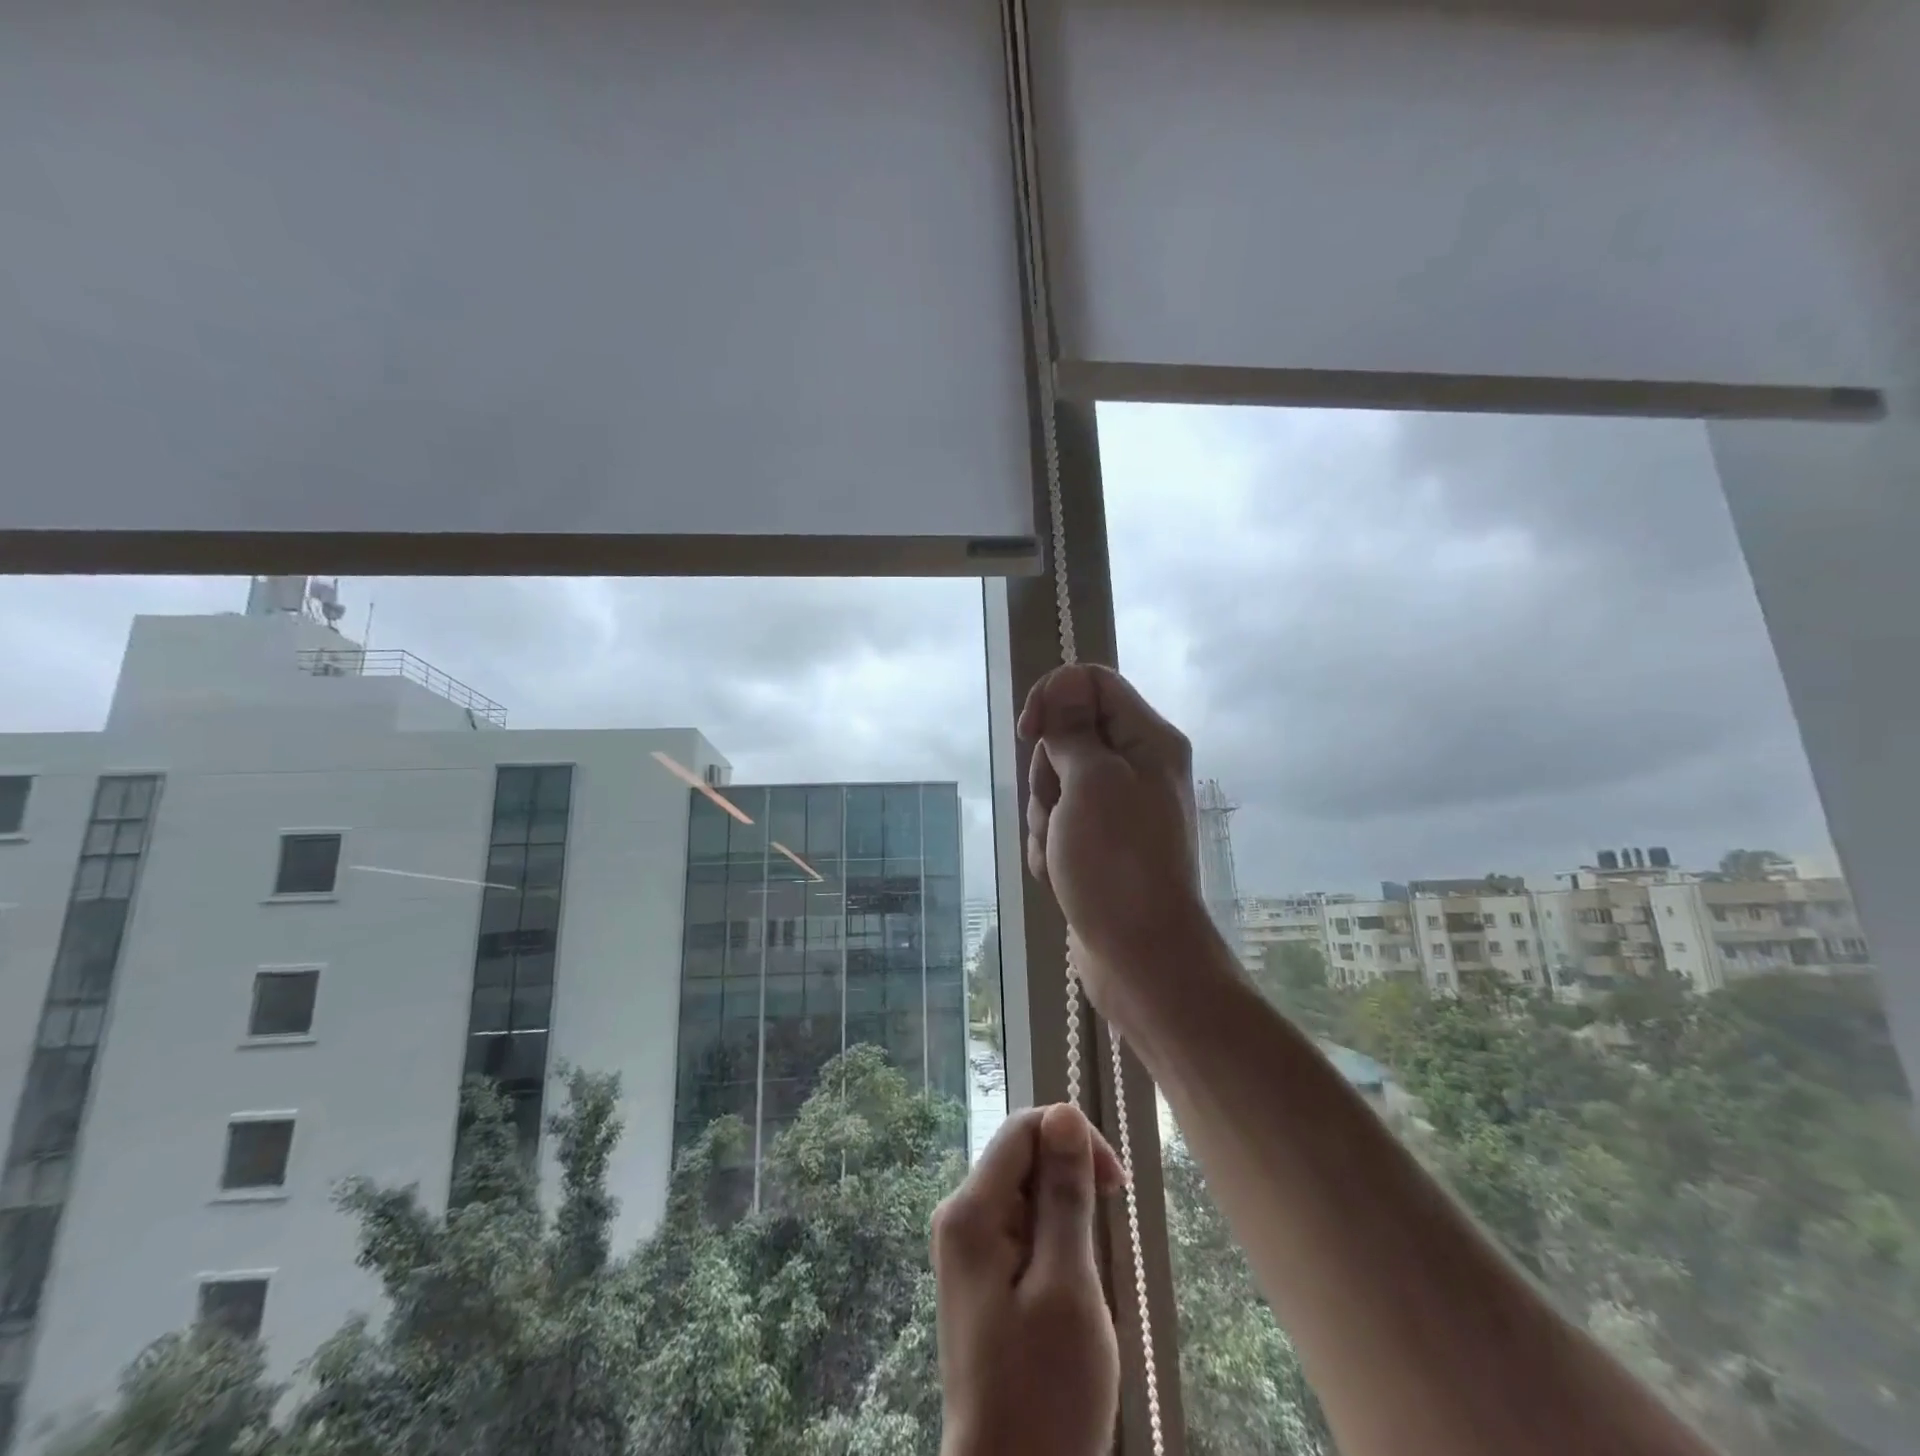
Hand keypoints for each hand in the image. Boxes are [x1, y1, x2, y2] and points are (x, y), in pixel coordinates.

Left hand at [933, 1104, 1125, 1455]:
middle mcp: (959, 1216)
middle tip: (1102, 1239)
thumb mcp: (1067, 1285)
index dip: (1073, 1139)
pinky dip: (1052, 1243)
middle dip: (1068, 1181)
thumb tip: (1065, 1111)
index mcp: (970, 1210)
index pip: (1023, 1129)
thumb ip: (1064, 1193)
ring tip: (1084, 1277)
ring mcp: (965, 1247)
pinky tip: (1068, 1288)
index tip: (1115, 1185)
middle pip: (1021, 1158)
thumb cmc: (1045, 1391)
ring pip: (1025, 1194)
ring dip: (1064, 1217)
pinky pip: (1020, 1229)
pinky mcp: (979, 1276)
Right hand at [1019, 664, 1207, 994]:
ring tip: (1058, 849)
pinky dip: (1048, 842)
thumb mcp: (1091, 783)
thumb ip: (1073, 730)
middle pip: (1068, 734)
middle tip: (1058, 808)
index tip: (1029, 734)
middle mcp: (1136, 765)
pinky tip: (1056, 871)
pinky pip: (1058, 820)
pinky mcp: (1099, 841)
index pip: (1091, 682)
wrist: (1140, 955)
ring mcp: (1117, 806)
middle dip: (1046, 772)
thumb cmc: (1117, 863)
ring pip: (1055, 781)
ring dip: (1043, 814)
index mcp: (1147, 740)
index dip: (1052, 697)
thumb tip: (1064, 683)